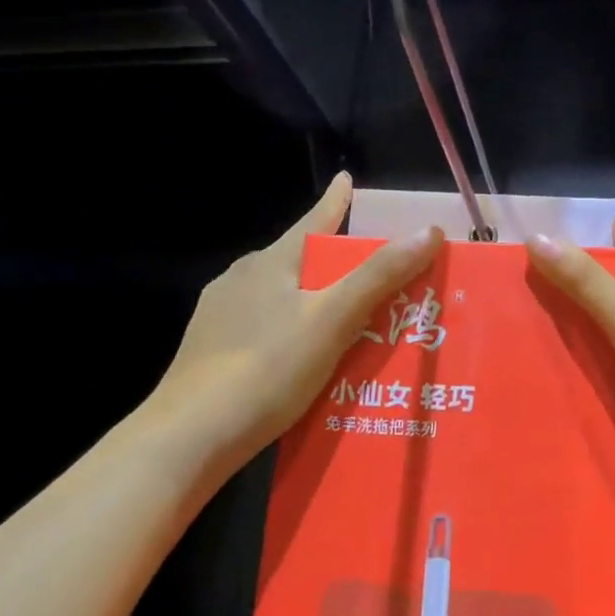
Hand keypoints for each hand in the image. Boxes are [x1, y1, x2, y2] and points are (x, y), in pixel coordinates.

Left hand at [135, 174, 443, 476]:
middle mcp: (242, 278)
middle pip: (300, 260)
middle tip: (372, 276)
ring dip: (312, 301)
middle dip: (334, 264)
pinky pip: (263, 328)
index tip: (346, 177)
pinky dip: (289, 332)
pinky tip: (300, 361)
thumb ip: (379, 276)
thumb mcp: (332, 320)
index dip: (336, 200)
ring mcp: (220, 315)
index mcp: (272, 262)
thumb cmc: (266, 370)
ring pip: (280, 296)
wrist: (187, 438)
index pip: (315, 220)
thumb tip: (427, 231)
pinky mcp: (209, 351)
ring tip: (344, 324)